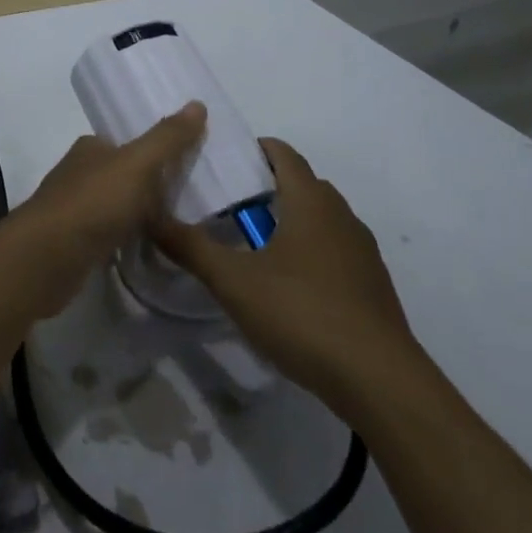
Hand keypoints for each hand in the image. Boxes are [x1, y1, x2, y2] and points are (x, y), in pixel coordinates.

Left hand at [2, 103, 206, 318]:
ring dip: (140, 213)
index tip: (187, 162)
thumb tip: (198, 104)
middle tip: (192, 197)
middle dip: (150, 184)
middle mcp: (79, 173)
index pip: (126, 142)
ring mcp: (74, 210)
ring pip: (116, 206)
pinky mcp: (75, 244)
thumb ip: (167, 138)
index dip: (154, 149)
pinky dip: (128, 238)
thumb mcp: (138, 164)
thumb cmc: (94, 201)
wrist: (49, 256)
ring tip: (180, 225)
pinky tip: (150, 248)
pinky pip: (111, 235)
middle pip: (122, 174)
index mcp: (90, 147)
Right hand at [148, 138, 421, 414]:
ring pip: (319, 220)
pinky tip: (287, 287)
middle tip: (226, 205)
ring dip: (289, 222)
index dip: (252, 149)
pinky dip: (308, 253)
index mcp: (310, 201)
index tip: (221, 162)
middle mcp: (341, 216)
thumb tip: (151, 216)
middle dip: (265, 187)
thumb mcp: (234, 282)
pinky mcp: (372, 286)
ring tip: (251, 246)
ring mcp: (362, 252)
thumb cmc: (303, 314)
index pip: (282, 153)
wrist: (381, 383)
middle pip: (301, 184)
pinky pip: (334, 251)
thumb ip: (191, 248)